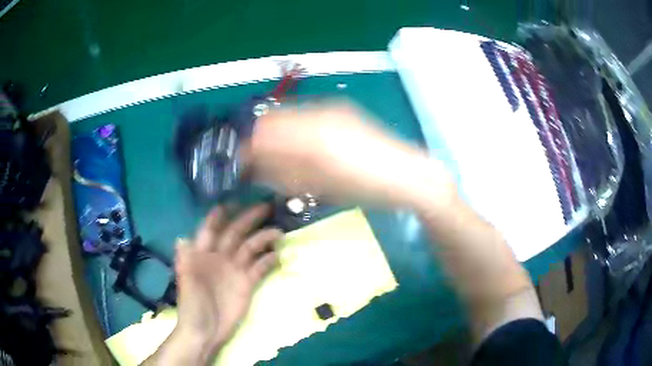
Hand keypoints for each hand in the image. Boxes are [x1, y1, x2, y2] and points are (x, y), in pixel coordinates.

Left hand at [173, 204, 282, 358]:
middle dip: (248, 220)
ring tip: (278, 232)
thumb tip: (181, 238)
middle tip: (265, 207)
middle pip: (235, 234)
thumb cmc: (192, 306)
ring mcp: (235, 270)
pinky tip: (278, 256)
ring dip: (263, 239)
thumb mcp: (186, 283)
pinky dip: (268, 261)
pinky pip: (260, 268)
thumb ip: (185, 261)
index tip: (231, 202)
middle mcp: (220, 257)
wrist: (206, 331)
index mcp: (202, 254)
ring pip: (250, 248)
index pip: (210, 230)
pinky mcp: (247, 283)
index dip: (218, 217)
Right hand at [247, 102, 455, 207]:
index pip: (264, 134)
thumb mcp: (320, 186)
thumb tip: (254, 167)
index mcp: (311, 135)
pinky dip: (295, 130)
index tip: (241, 165)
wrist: (406, 174)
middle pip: (273, 119)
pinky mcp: (341, 110)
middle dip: (259, 140)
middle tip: (257, 162)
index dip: (247, 149)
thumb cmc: (364, 187)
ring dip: (277, 134)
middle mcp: (317, 113)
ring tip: (279, 156)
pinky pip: (306, 115)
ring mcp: (331, 108)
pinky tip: (301, 146)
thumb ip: (283, 173)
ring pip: (289, 115)